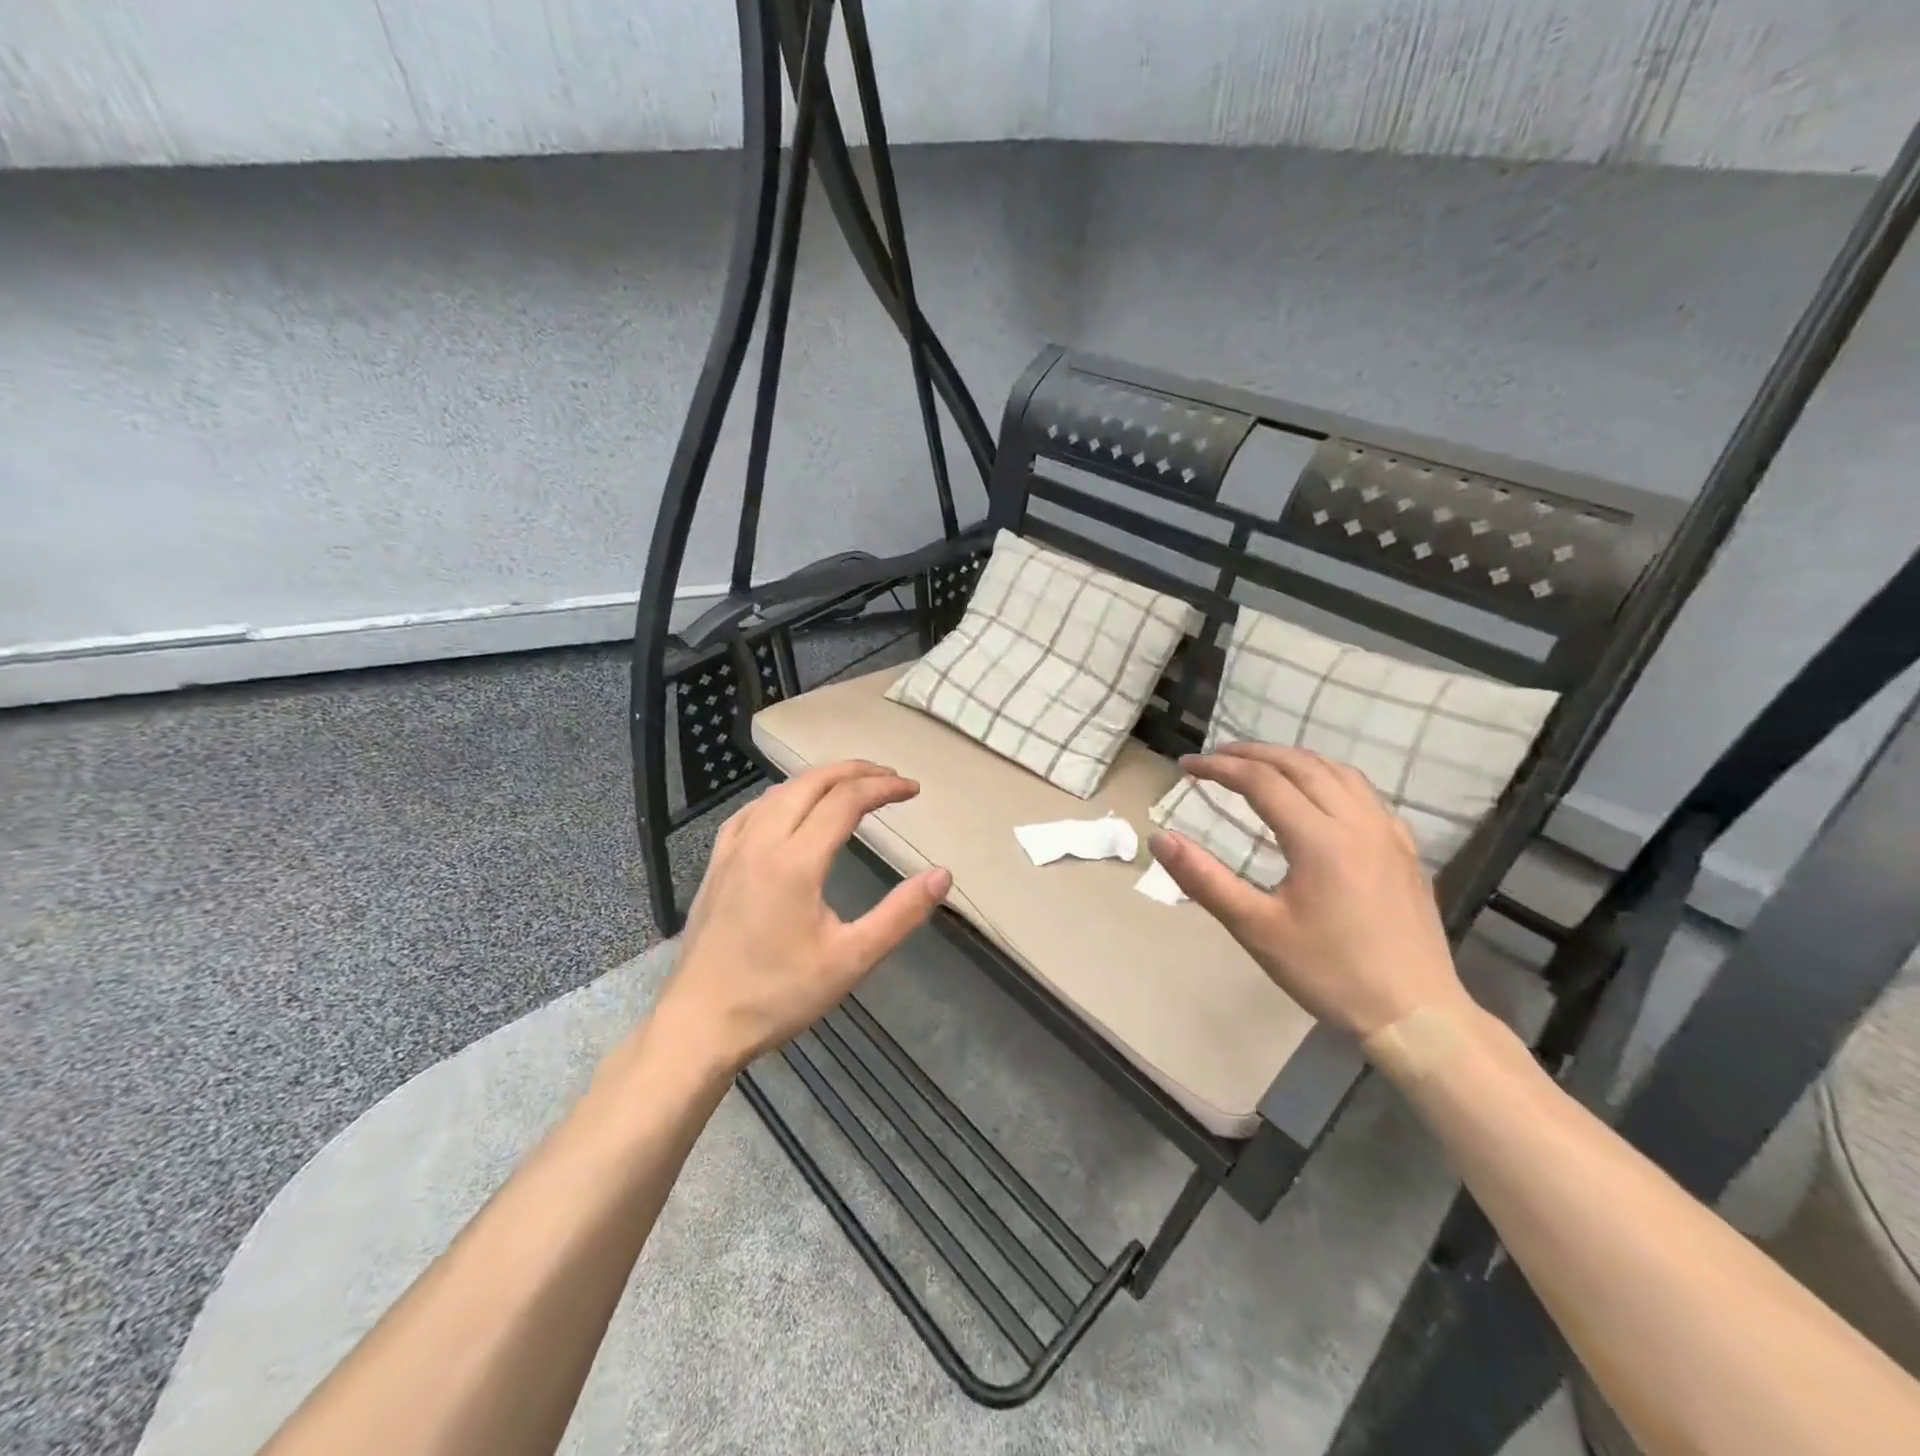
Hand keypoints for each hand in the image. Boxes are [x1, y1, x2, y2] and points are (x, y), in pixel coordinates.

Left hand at [649, 761, 951, 1071]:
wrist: (699, 1025)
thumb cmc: (778, 996)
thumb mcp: (851, 960)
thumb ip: (900, 914)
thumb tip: (943, 875)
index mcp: (795, 861)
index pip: (846, 800)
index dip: (883, 788)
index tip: (913, 790)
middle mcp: (762, 842)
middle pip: (812, 782)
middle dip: (855, 771)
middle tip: (890, 778)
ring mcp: (732, 851)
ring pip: (779, 792)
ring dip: (819, 779)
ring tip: (850, 787)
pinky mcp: (716, 865)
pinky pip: (751, 811)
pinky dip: (782, 797)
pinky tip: (789, 809)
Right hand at [1147, 743, 1464, 1040]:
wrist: (1415, 1013)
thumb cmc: (1329, 972)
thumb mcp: (1255, 929)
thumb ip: (1204, 879)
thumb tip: (1159, 838)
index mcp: (1319, 838)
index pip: (1260, 780)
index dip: (1218, 768)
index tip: (1185, 767)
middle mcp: (1356, 822)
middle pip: (1300, 765)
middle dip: (1252, 753)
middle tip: (1216, 757)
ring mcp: (1387, 833)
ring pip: (1337, 771)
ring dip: (1292, 759)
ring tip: (1261, 764)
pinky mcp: (1405, 849)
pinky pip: (1364, 793)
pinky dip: (1330, 777)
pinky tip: (1320, 795)